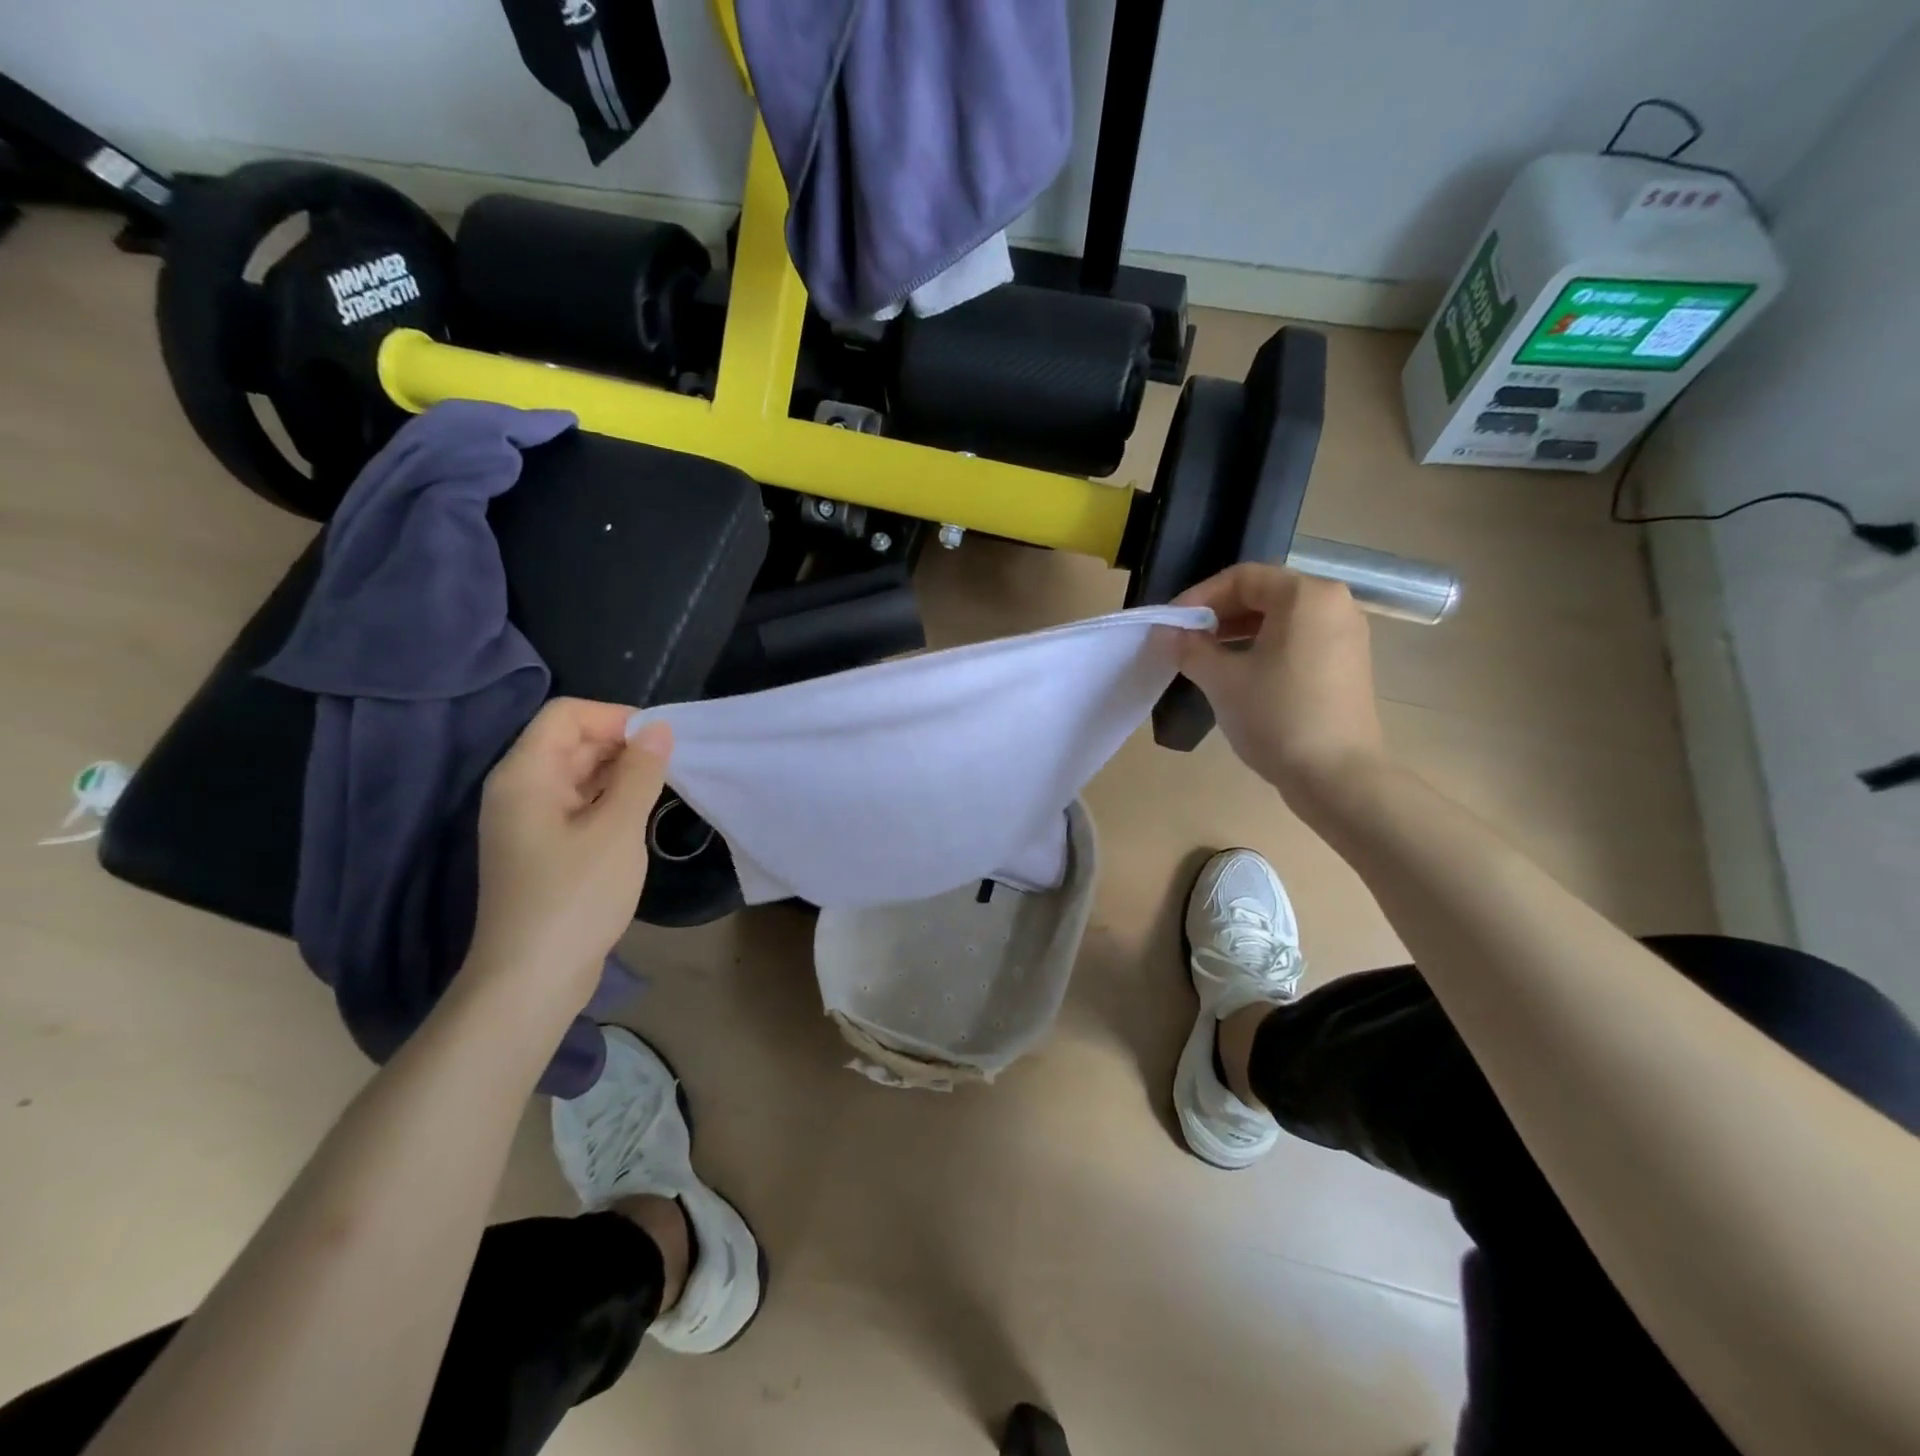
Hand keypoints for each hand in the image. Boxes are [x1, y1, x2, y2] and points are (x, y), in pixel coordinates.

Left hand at [465, 699, 672, 1009]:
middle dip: (622, 746)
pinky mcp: (542, 849)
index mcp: (525, 775)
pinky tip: (639, 819)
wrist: (532, 979)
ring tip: (661, 791)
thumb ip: (641, 773)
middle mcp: (519, 790)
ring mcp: (529, 822)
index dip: (615, 717)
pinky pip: (578, 805)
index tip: (659, 743)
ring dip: (620, 775)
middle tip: (670, 768)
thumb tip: (659, 729)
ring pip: (578, 775)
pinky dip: (610, 801)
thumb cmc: (575, 897)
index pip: (567, 715)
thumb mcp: (617, 829)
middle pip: (571, 742)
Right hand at [1174, 564, 1387, 800]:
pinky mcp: (1347, 664)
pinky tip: (1239, 676)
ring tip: (1205, 659)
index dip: (1199, 597)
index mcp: (1306, 595)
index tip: (1171, 625)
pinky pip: (1297, 641)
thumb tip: (1165, 633)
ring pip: (1281, 619)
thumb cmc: (1277, 715)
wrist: (1337, 776)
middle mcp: (1334, 604)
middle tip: (1184, 641)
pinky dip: (1264, 648)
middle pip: (1264, 594)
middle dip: (1218, 615)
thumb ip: (1189, 648)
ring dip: (1238, 633)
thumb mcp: (1222, 679)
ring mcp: (1346, 635)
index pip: (1242, 578)